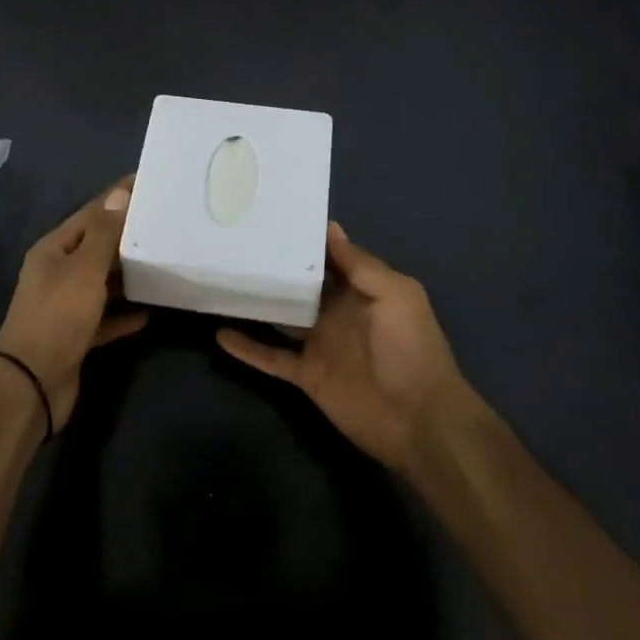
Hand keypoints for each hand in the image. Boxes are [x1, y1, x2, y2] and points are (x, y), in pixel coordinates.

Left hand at [0, 178, 147, 433]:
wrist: (31, 385)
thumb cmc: (57, 317)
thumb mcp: (84, 270)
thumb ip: (103, 234)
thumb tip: (119, 193)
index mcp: (54, 250)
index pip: (90, 214)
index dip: (117, 198)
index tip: (147, 183)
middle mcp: (58, 273)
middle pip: (96, 247)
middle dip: (126, 236)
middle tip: (164, 223)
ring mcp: (66, 306)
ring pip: (102, 282)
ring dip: (127, 275)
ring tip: (162, 262)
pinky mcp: (76, 336)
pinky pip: (105, 317)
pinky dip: (124, 314)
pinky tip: (150, 311)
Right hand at [216, 222, 478, 476]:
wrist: (420, 421)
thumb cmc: (411, 348)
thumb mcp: (396, 295)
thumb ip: (360, 265)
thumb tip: (330, 227)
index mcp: (359, 290)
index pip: (326, 258)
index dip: (303, 240)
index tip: (271, 218)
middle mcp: (334, 312)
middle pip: (297, 286)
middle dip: (273, 267)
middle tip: (234, 243)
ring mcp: (318, 344)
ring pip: (279, 317)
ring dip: (254, 304)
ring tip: (219, 281)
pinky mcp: (305, 375)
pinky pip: (270, 357)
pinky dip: (247, 348)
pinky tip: (219, 334)